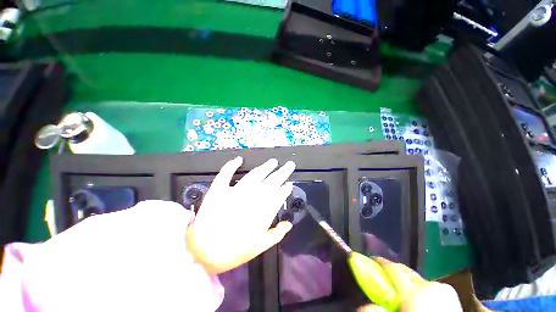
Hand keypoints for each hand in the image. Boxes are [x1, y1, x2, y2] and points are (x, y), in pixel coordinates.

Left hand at [186, 157, 295, 275]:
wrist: (202, 252)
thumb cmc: (233, 252)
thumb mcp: (259, 247)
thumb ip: (276, 234)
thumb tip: (288, 224)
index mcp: (262, 212)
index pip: (278, 195)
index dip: (285, 188)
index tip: (289, 184)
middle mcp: (251, 198)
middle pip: (271, 181)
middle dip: (282, 172)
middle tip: (290, 165)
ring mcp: (235, 192)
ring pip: (254, 175)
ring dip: (265, 167)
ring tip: (273, 161)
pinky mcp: (219, 190)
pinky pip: (226, 174)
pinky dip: (231, 165)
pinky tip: (238, 159)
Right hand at [358, 258, 461, 311]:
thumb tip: (361, 307)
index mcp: (418, 291)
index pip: (393, 267)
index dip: (379, 263)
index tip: (368, 262)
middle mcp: (431, 284)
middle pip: (404, 271)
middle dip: (392, 272)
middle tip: (380, 280)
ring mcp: (443, 288)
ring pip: (416, 278)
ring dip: (405, 281)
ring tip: (398, 292)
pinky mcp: (450, 294)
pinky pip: (427, 285)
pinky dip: (417, 288)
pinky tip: (416, 298)